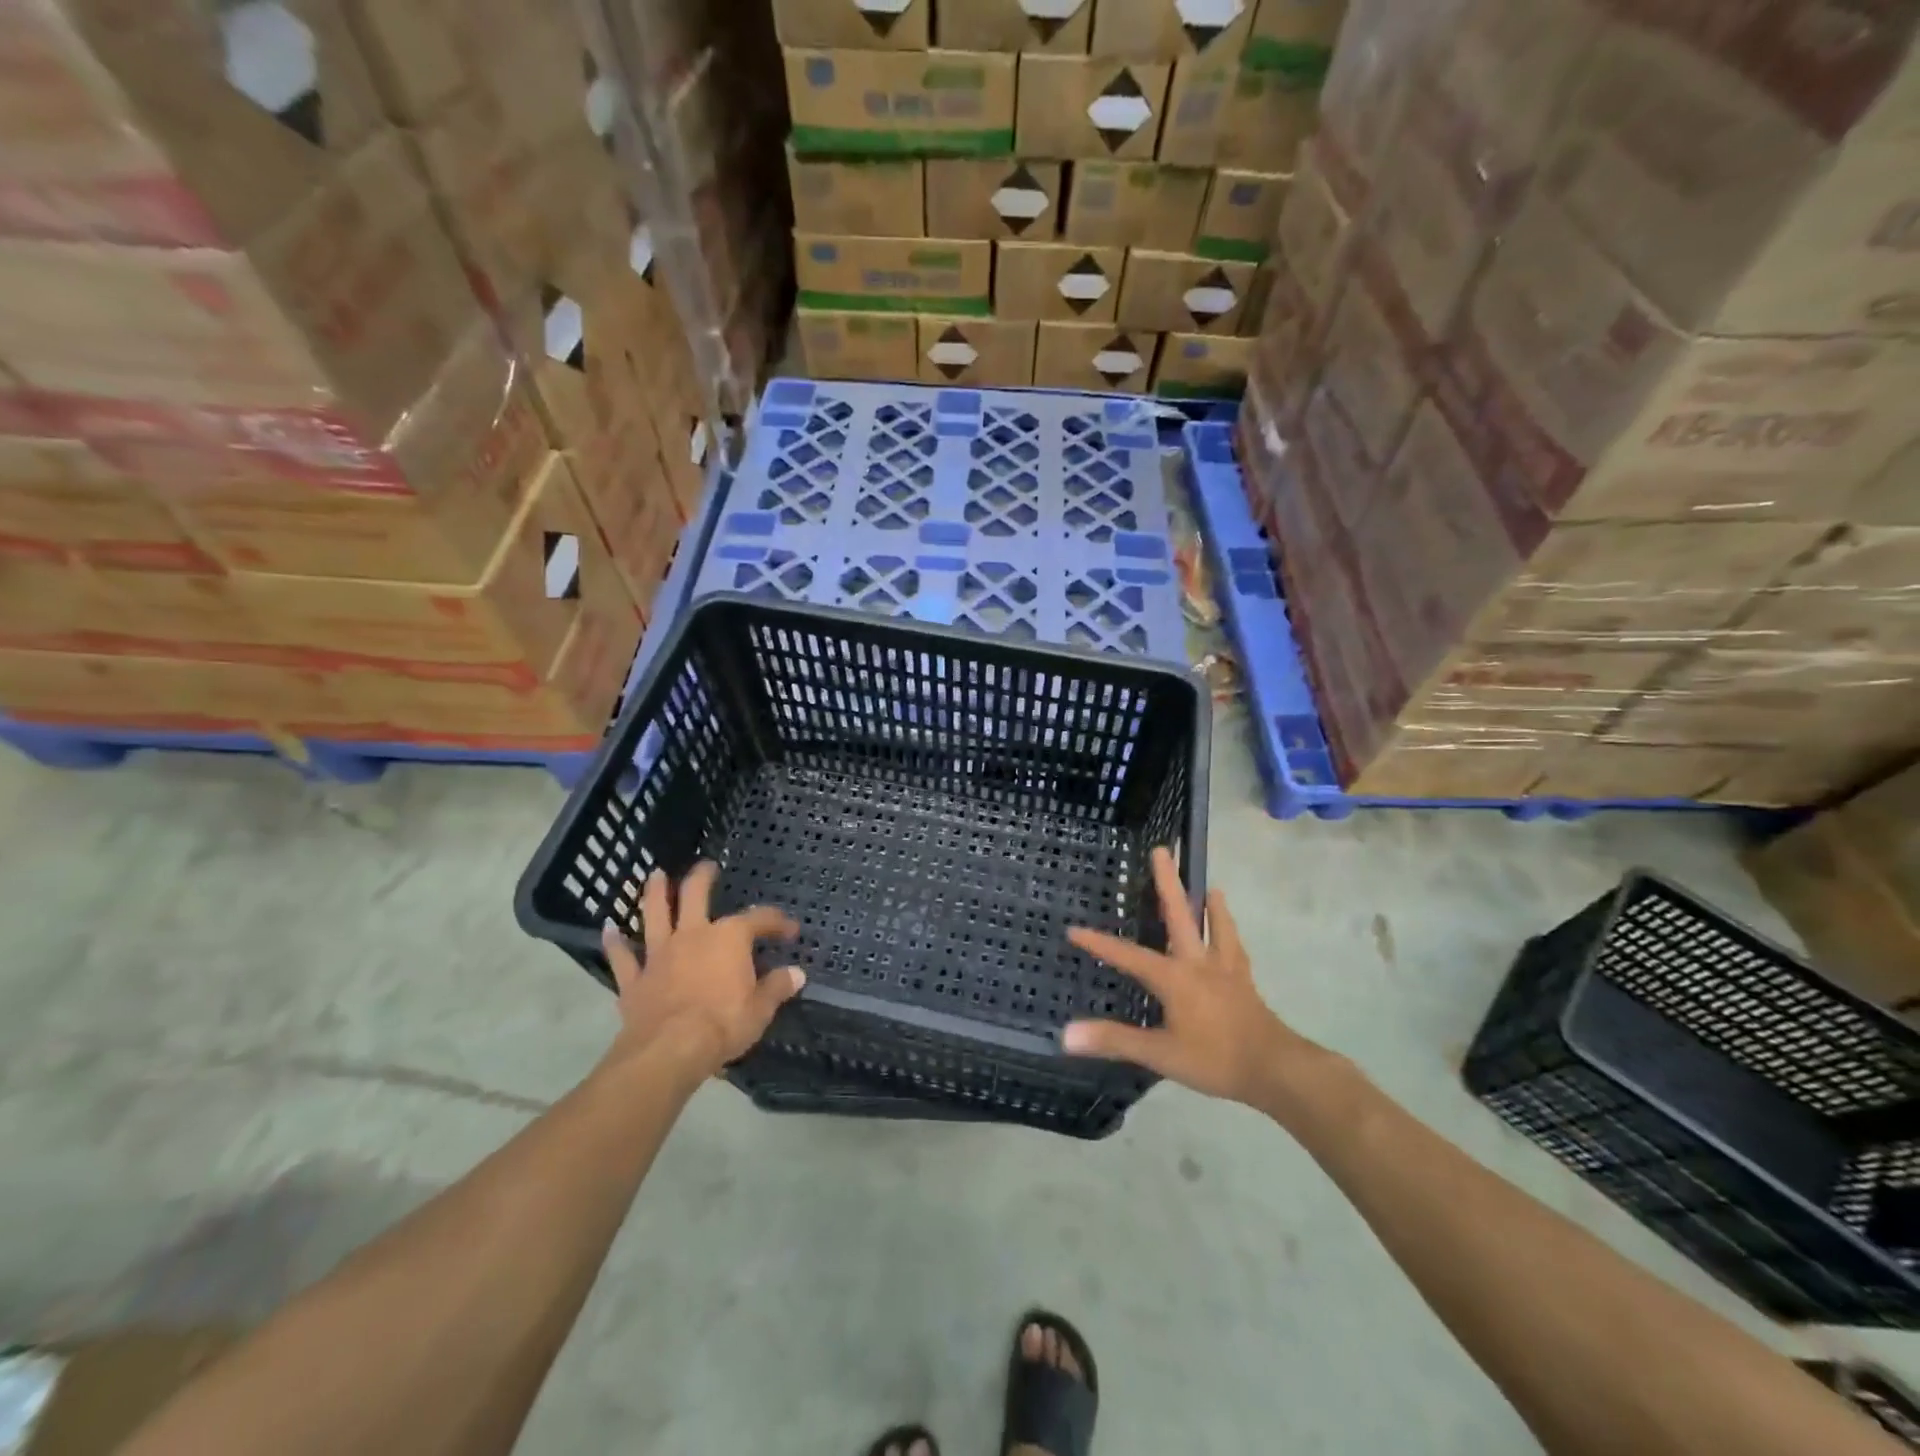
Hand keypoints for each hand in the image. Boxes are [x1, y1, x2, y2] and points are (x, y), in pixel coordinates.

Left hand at [599, 861, 804, 1080]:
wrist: (669, 1051)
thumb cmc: (723, 1025)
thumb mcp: (760, 1009)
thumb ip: (777, 987)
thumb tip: (796, 974)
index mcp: (730, 938)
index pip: (759, 919)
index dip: (777, 922)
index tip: (790, 930)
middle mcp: (693, 935)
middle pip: (695, 895)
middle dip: (702, 877)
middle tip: (707, 866)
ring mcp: (660, 955)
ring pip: (655, 914)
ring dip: (655, 893)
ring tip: (655, 875)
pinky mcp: (635, 979)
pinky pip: (622, 957)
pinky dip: (615, 943)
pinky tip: (609, 930)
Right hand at [1062, 847, 1318, 1107]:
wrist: (1276, 1069)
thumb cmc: (1215, 1060)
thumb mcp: (1160, 1054)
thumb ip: (1115, 1040)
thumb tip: (1067, 1034)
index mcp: (1175, 977)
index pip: (1129, 956)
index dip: (1100, 944)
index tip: (1075, 929)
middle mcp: (1199, 963)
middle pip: (1180, 915)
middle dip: (1167, 882)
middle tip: (1161, 850)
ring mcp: (1225, 969)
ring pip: (1215, 926)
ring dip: (1210, 905)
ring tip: (1209, 886)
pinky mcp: (1244, 981)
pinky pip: (1234, 948)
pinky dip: (1229, 932)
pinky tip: (1230, 932)